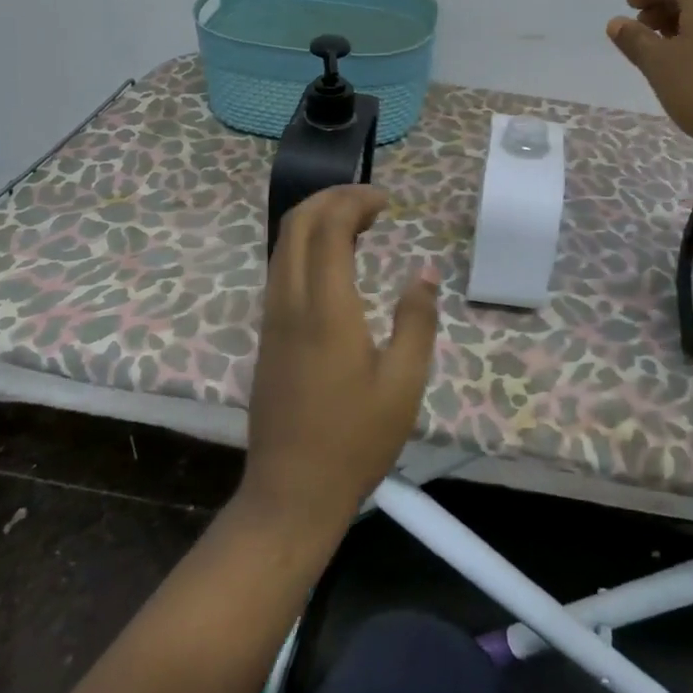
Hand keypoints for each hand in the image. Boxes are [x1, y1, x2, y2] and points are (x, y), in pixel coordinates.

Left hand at [241, 185, 438, 534]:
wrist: (290, 495)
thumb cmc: (355, 439)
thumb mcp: (404, 382)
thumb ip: (416, 319)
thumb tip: (424, 271)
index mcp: (325, 309)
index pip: (328, 227)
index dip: (355, 201)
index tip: (386, 202)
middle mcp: (290, 302)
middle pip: (296, 223)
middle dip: (331, 198)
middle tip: (371, 203)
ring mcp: (272, 318)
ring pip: (282, 244)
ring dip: (316, 220)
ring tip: (358, 225)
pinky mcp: (268, 334)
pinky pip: (281, 268)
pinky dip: (306, 245)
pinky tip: (336, 262)